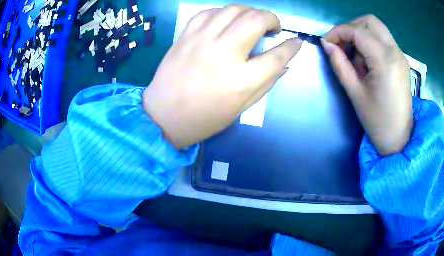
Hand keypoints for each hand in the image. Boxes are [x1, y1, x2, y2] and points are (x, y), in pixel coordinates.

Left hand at [143, 5, 301, 148]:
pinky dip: (223, 12)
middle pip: (256, 20)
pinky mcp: (186, 36)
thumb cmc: (204, 118)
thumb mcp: (241, 108)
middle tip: (273, 27)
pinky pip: (208, 12)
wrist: (163, 116)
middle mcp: (224, 53)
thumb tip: (283, 64)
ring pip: (234, 9)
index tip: (297, 41)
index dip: (292, 47)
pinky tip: (226, 21)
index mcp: (241, 80)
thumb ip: (265, 83)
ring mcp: (202, 40)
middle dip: (272, 19)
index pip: (277, 56)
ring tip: (252, 21)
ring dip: (250, 11)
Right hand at [322, 15, 411, 155]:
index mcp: (385, 61)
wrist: (399, 138)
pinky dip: (372, 43)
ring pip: (377, 28)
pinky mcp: (401, 60)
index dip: (338, 32)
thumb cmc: (377, 121)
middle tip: (343, 45)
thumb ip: (340, 64)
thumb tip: (327, 44)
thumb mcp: (355, 93)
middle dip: (352, 28)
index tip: (327, 43)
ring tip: (358, 59)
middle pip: (370, 21)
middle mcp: (395, 51)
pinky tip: (369, 62)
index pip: (357, 31)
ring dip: (362, 35)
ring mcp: (400, 55)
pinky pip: (383, 39)